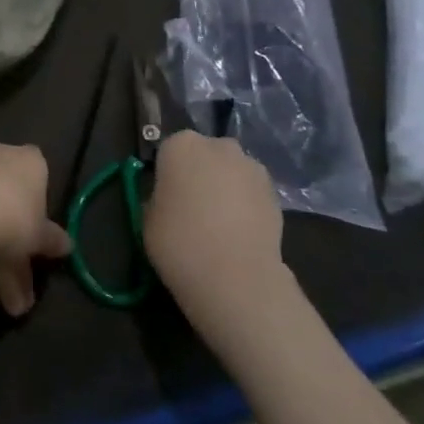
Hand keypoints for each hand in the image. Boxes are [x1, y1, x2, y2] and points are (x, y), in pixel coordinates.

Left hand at [0, 143, 70, 317]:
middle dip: (15, 258)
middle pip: (11, 210)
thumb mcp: (40, 237)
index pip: (41, 183)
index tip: (38, 247)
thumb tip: (67, 246)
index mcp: (30, 162)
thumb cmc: (13, 216)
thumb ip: (52, 241)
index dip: (40, 218)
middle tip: (17, 297)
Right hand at [143, 131, 283, 296]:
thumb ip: (159, 199)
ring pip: (231, 172)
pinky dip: (246, 206)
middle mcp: (218, 146)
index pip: (170, 151)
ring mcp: (251, 168)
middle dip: (200, 174)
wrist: (235, 277)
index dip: (168, 174)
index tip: (166, 198)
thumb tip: (170, 201)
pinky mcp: (276, 194)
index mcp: (180, 146)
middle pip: (205, 155)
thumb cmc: (179, 242)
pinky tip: (238, 234)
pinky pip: (251, 193)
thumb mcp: (148, 219)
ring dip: (225, 188)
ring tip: (219, 225)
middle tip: (192, 208)